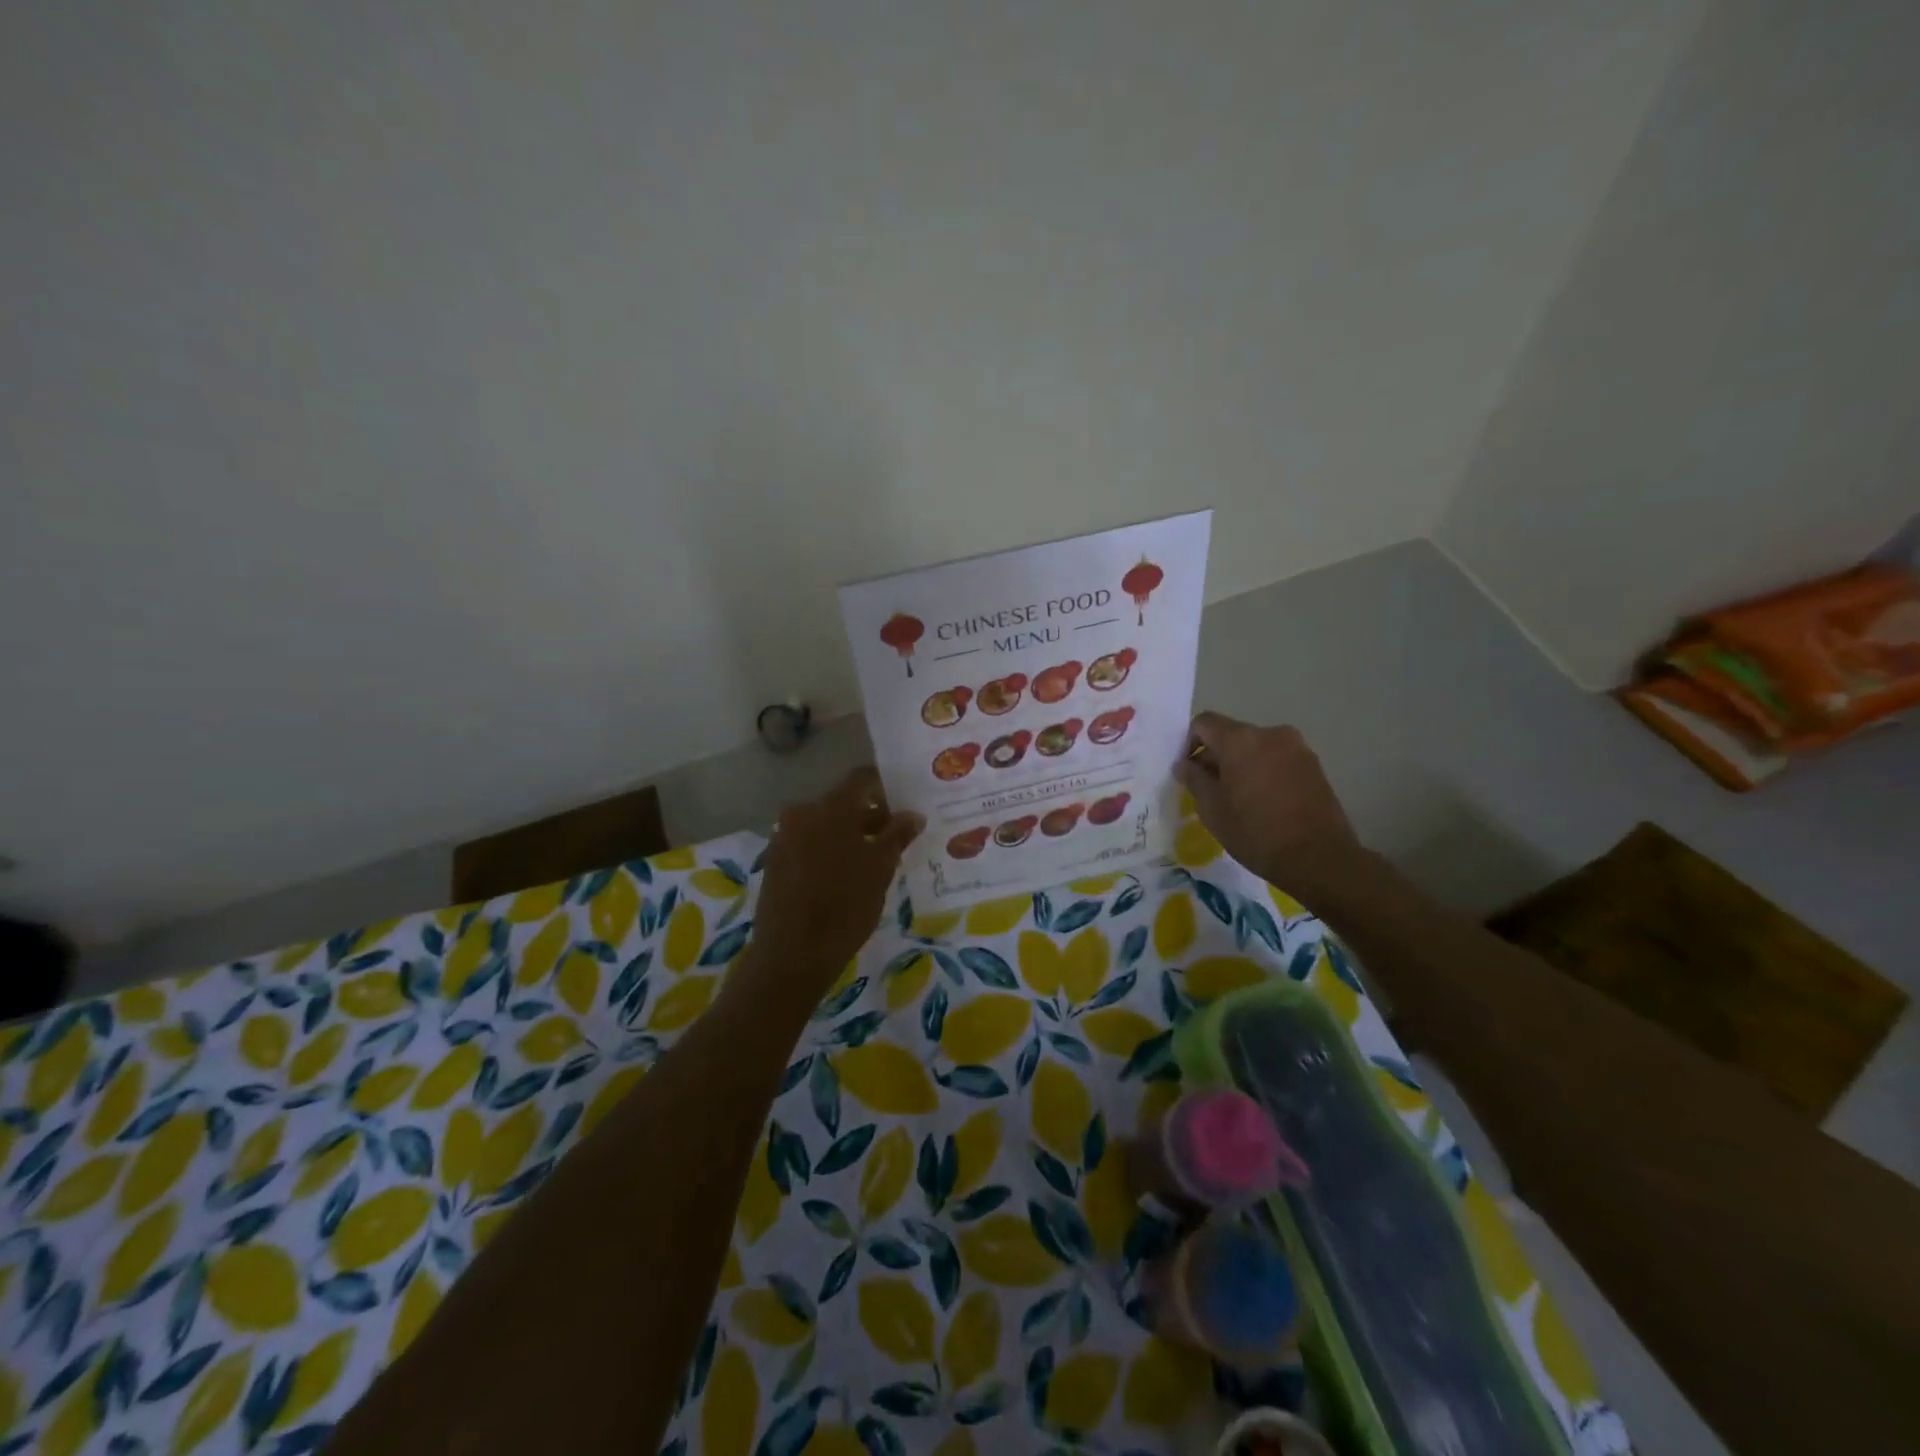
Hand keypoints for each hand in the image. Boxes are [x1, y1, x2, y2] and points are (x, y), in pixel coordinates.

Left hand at [742, 768, 922, 1000]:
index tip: (904, 801)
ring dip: (849, 835)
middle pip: (842, 803)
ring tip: (874, 860)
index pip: (861, 779)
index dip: (884, 786)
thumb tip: (913, 814)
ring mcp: (784, 836)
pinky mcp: (775, 861)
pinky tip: (845, 875)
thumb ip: (897, 835)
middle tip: (896, 837)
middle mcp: (803, 812)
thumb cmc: (844, 906)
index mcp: (831, 807)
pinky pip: (808, 843)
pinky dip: (828, 850)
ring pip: (825, 825)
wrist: (791, 954)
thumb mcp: (880, 869)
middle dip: (870, 816)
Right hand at [1174, 712, 1363, 900]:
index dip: (1189, 743)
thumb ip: (1194, 779)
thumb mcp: (1212, 809)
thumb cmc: (1256, 832)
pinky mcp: (1314, 765)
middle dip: (1216, 757)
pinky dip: (1264, 772)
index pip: (1204, 723)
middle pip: (1232, 735)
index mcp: (1240, 740)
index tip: (1188, 772)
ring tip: (1239, 799)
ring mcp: (1297, 748)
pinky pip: (1277, 759)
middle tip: (1210, 790)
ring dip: (1241, 765)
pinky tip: (1264, 803)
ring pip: (1256, 748)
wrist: (1318, 858)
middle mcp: (1270, 734)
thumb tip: (1185, 764)